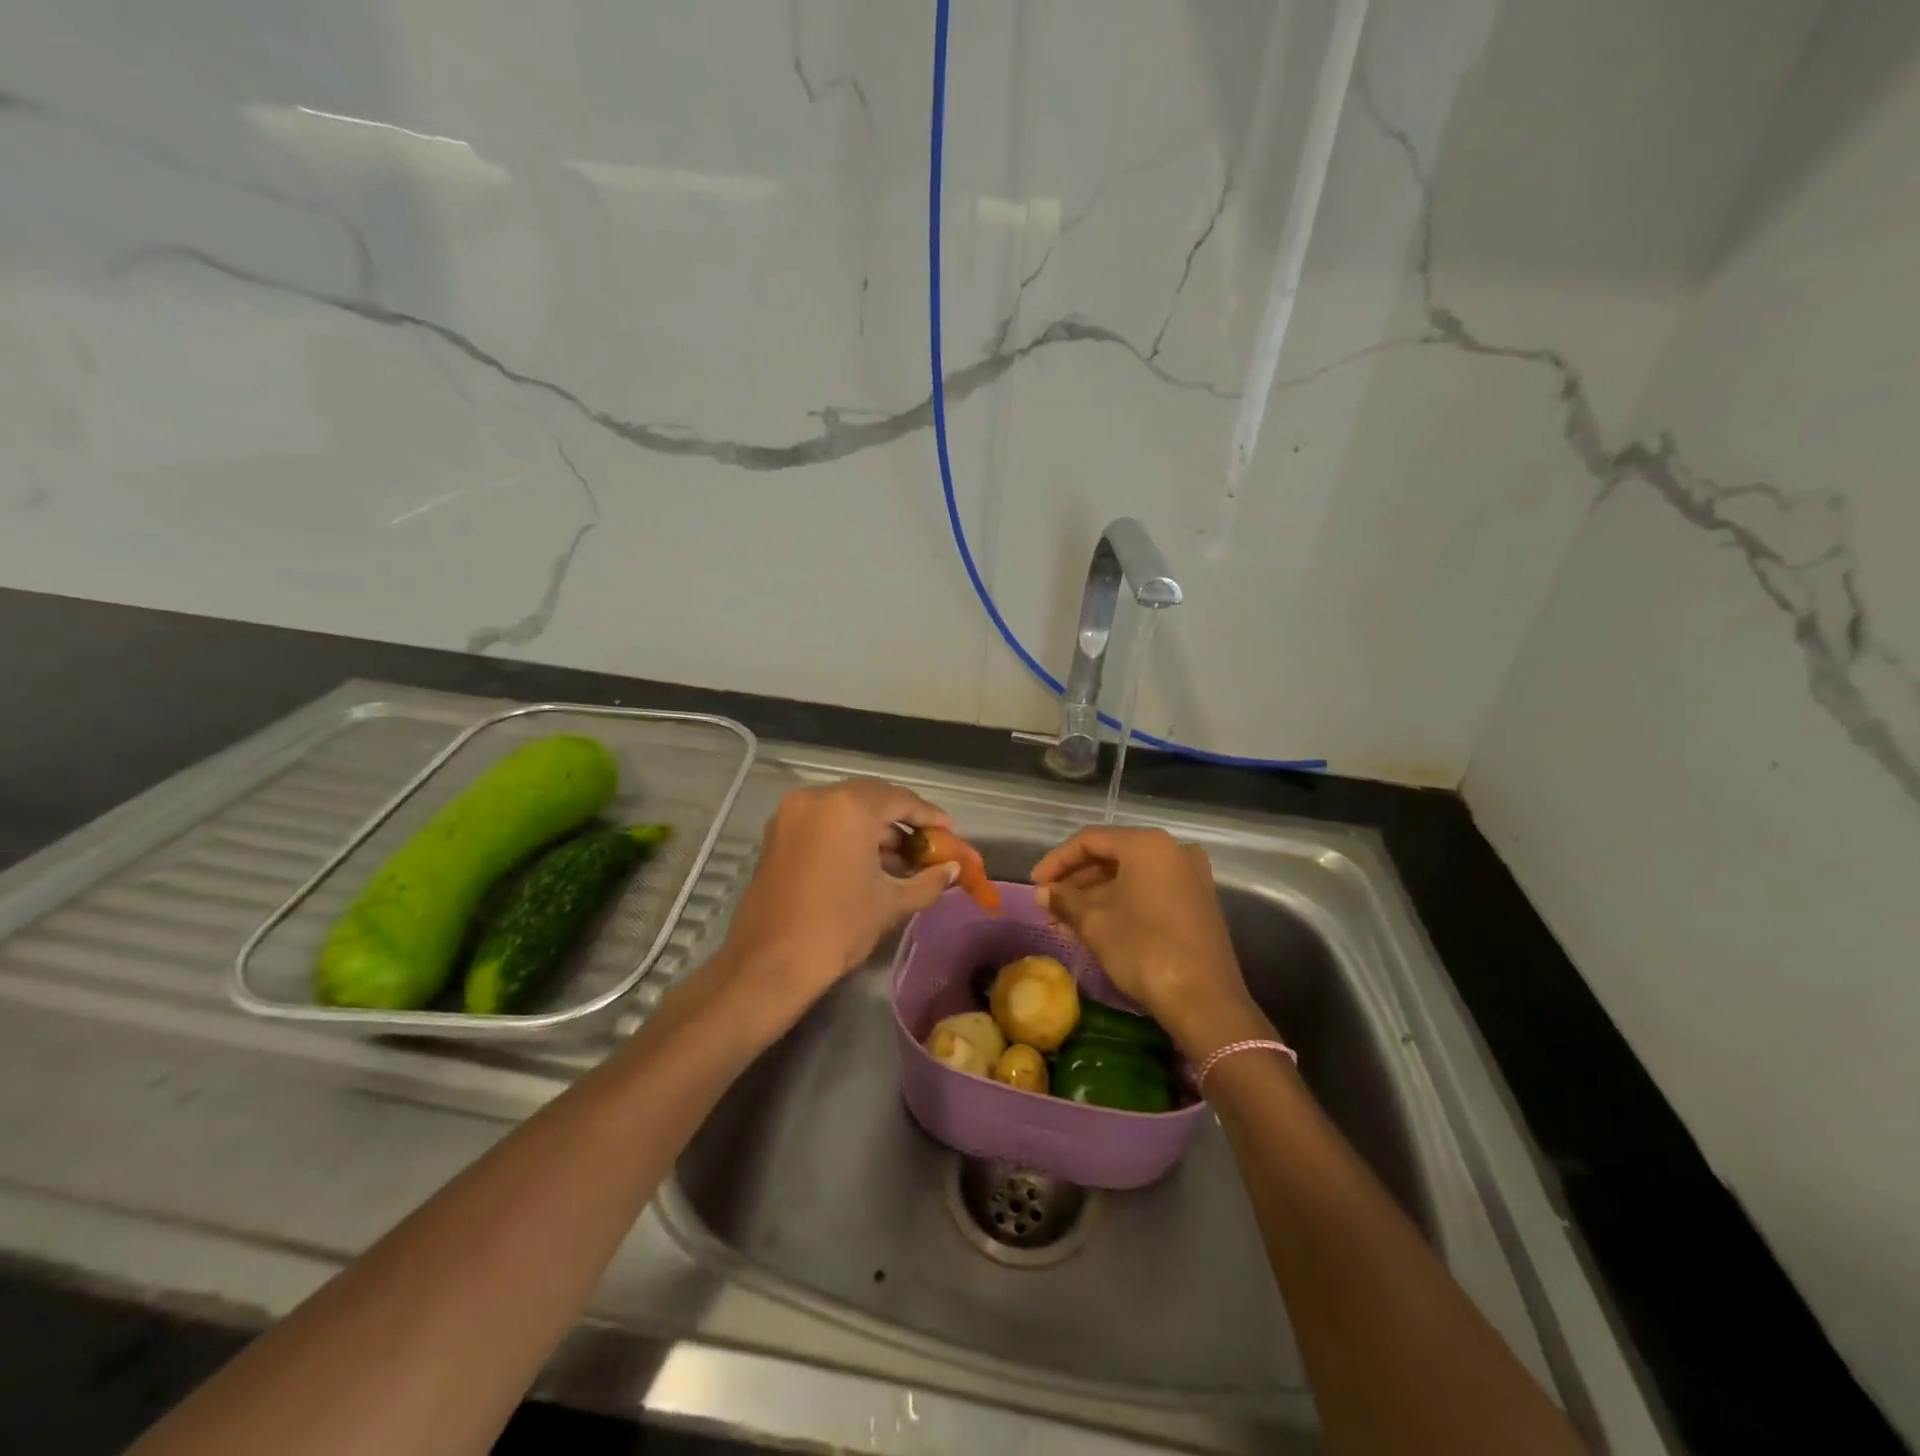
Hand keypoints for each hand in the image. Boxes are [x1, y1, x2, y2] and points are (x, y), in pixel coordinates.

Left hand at [712, 778, 957, 1026]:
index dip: (929, 816)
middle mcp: (816, 798)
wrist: (770, 964)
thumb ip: (929, 880)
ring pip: (845, 810)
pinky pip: (823, 823)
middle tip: (928, 842)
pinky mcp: (777, 835)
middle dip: (901, 820)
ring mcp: (791, 815)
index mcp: (848, 807)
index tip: (950, 831)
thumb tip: (953, 869)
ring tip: (903, 859)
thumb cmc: (838, 927)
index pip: (899, 800)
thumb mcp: (891, 902)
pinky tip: (870, 863)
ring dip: (875, 829)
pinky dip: (848, 835)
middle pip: (871, 798)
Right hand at [1032, 827, 1271, 1058]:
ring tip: (1067, 919)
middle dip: (1077, 880)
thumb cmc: (1144, 949)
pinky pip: (1151, 891)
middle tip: (1049, 903)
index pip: (1090, 840)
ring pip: (1132, 876)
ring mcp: (1191, 877)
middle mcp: (1173, 851)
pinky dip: (1123, 902)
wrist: (1204, 1000)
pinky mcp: (1199, 903)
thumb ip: (1064, 900)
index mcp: (1147, 845)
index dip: (1057, 860)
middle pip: (1113, 855)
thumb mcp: (1094, 923)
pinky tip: (1098, 925)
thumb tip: (1042, 892)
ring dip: (1097, 894)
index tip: (1035, 884)